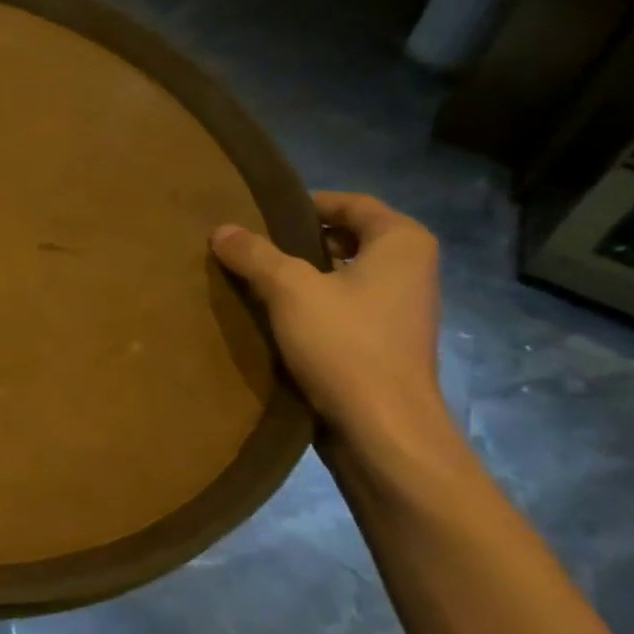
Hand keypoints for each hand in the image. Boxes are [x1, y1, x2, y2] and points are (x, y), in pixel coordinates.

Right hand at [212, 192, 447, 446]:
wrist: (383, 430)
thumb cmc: (345, 345)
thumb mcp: (290, 290)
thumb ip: (255, 255)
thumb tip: (222, 230)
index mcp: (402, 242)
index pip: (351, 203)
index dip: (305, 205)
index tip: (261, 214)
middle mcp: (411, 269)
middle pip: (346, 238)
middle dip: (299, 241)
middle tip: (251, 246)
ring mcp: (401, 309)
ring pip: (343, 276)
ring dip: (302, 277)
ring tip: (254, 280)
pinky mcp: (386, 343)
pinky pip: (344, 308)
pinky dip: (312, 307)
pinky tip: (274, 318)